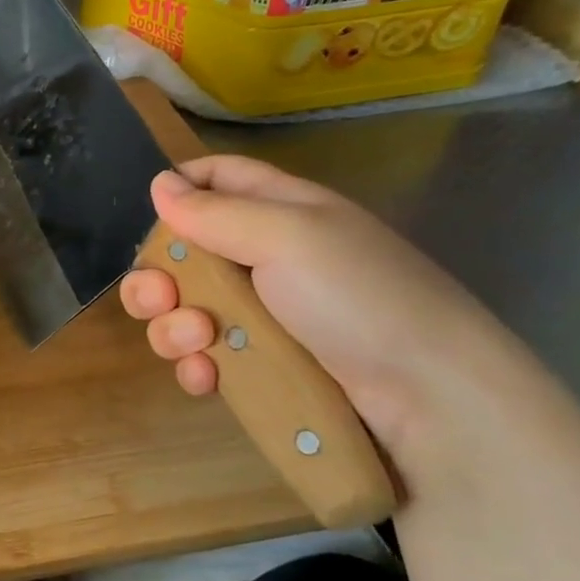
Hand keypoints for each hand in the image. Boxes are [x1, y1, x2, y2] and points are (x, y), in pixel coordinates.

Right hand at [118, 156, 508, 452]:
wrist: (428, 402)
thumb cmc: (360, 300)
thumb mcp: (289, 237)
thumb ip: (215, 212)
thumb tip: (159, 185)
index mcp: (280, 212)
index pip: (218, 178)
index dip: (179, 188)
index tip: (151, 214)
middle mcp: (264, 259)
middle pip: (182, 253)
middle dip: (157, 276)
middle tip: (160, 297)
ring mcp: (260, 318)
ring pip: (183, 310)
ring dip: (173, 327)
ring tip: (200, 342)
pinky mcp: (258, 367)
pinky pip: (203, 358)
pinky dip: (195, 367)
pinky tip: (208, 378)